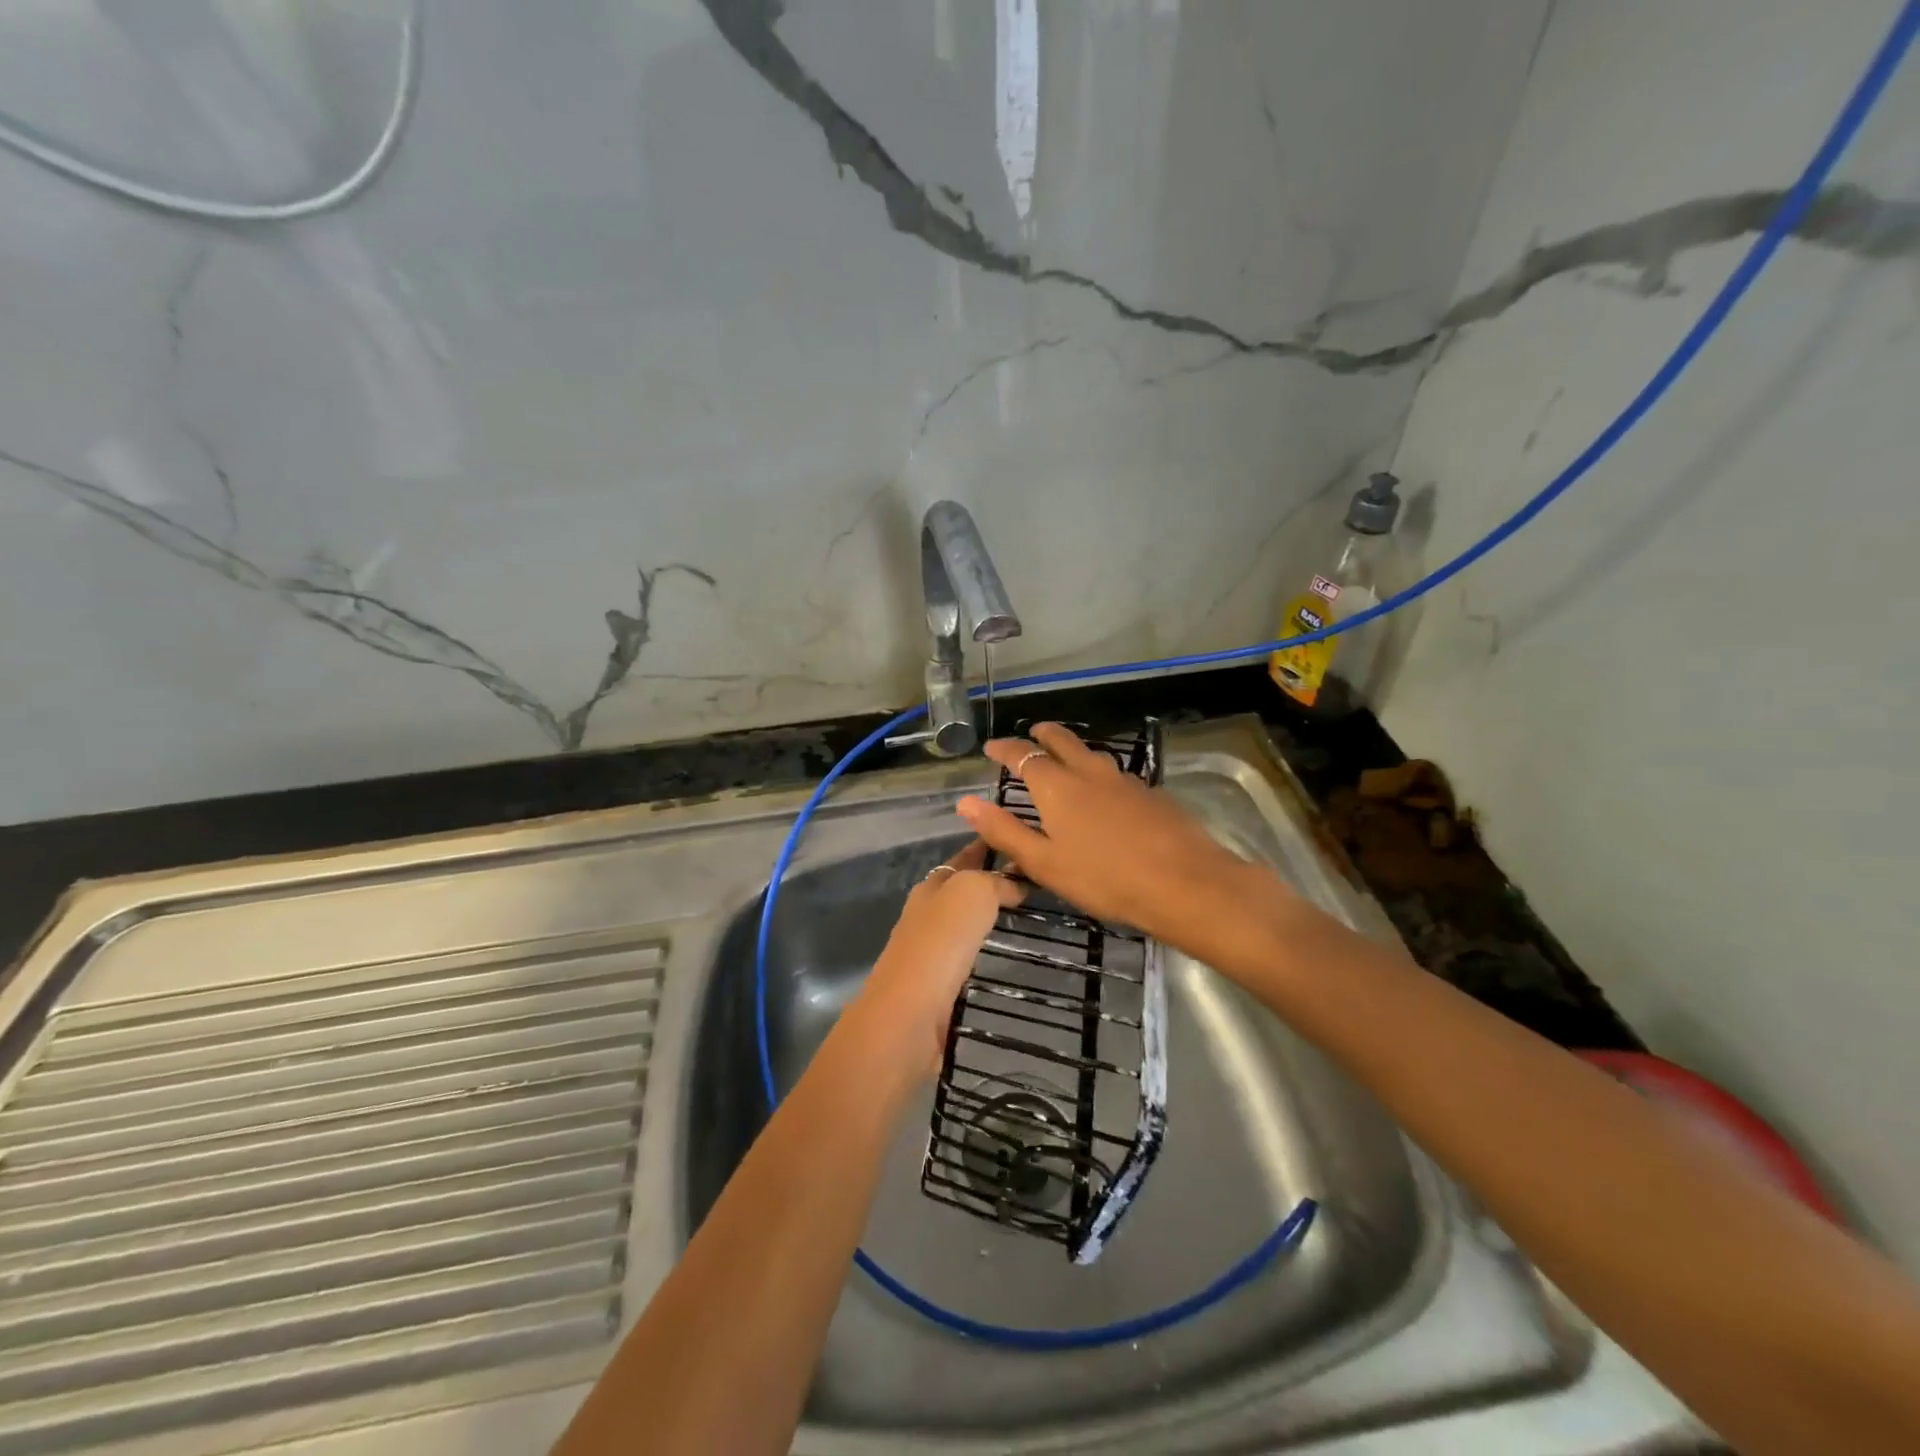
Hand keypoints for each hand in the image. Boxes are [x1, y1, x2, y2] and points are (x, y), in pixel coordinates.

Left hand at [843, 841, 1023, 1081]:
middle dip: (994, 883)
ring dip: (991, 919)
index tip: (1023, 842)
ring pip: (966, 924)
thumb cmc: (940, 943)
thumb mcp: (972, 893)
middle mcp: (927, 913)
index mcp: (932, 885)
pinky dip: (987, 951)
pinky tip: (1008, 956)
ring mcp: (930, 950)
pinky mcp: (937, 985)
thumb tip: (1016, 881)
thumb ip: (995, 882)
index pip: (965, 857)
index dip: (990, 846)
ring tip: (1031, 918)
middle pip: (964, 890)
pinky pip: (969, 957)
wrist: (909, 1013)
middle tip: (1037, 884)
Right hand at [956, 723, 1276, 951]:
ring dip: (1073, 750)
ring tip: (1065, 758)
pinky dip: (1099, 774)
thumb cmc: (1104, 879)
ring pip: (1092, 755)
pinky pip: (1116, 775)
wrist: (1185, 883)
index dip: (1004, 749)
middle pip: (1062, 741)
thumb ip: (1004, 831)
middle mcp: (1090, 773)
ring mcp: (1125, 781)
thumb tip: (964, 802)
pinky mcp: (1151, 794)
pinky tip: (1106, 793)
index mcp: (1058, 787)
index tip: (991, 747)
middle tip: (1032, 733)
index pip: (1023, 756)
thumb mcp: (1044, 863)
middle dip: (1043, 734)